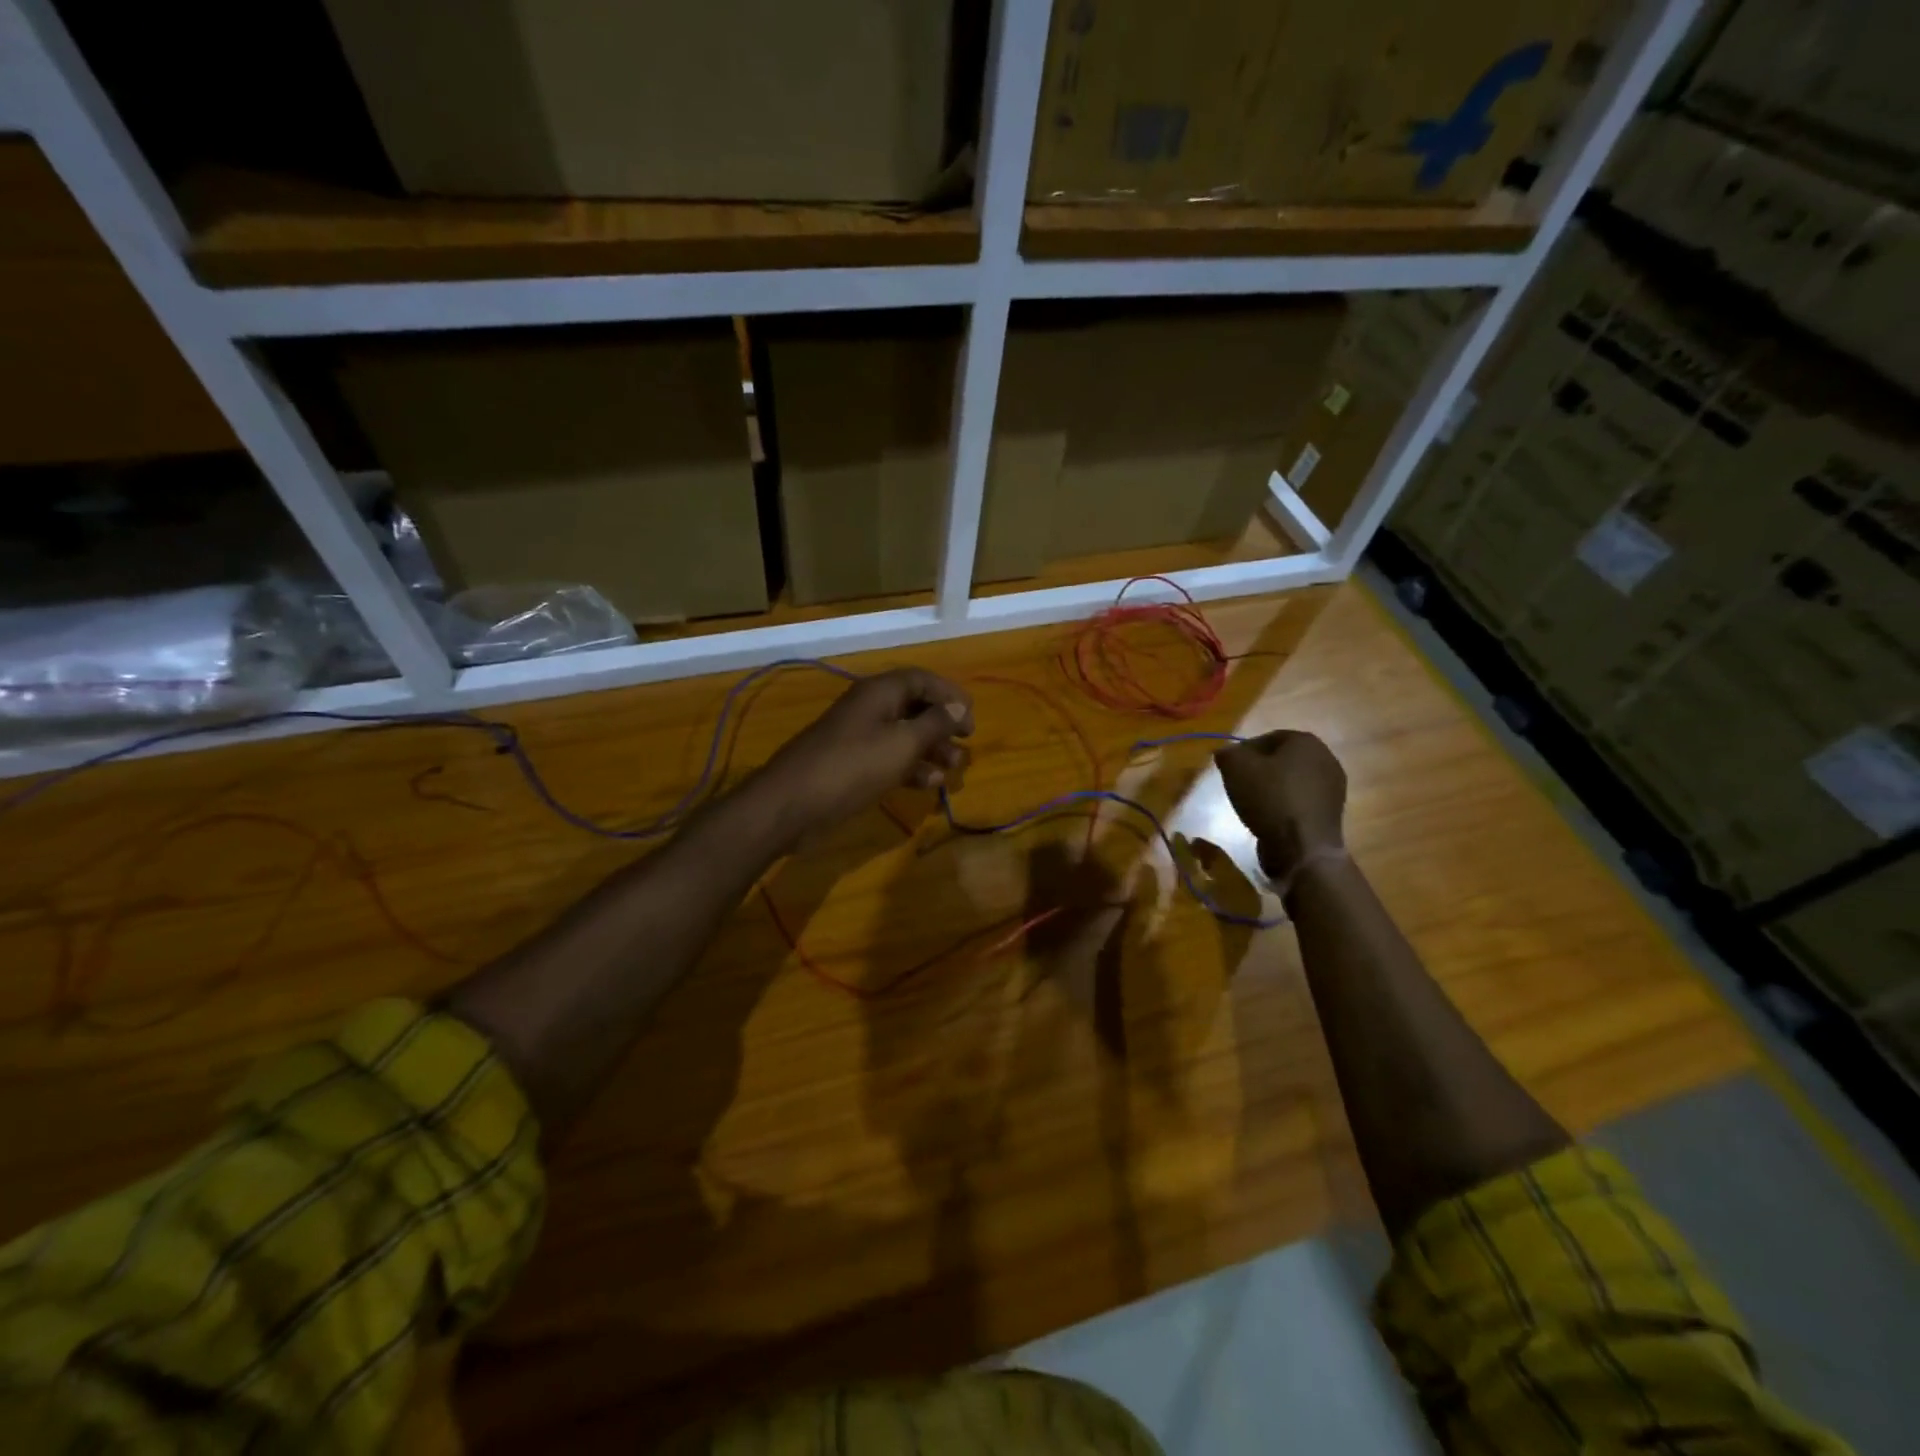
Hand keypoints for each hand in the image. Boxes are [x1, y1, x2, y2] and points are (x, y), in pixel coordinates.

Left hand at [762, 669, 972, 840]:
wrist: (792, 804)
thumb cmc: (852, 767)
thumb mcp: (901, 744)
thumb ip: (934, 725)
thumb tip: (958, 707)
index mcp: (879, 692)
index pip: (922, 679)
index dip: (949, 694)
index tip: (970, 718)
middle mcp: (869, 708)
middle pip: (914, 706)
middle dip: (942, 725)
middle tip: (965, 744)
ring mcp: (859, 738)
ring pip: (904, 735)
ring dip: (931, 749)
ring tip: (953, 769)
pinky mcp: (852, 765)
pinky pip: (889, 758)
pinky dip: (911, 768)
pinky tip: (928, 784)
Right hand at [1214, 730, 1345, 881]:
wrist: (1302, 847)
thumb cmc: (1269, 798)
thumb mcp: (1235, 768)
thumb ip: (1227, 753)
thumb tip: (1226, 753)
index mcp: (1306, 741)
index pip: (1268, 738)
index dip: (1245, 751)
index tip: (1230, 768)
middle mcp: (1326, 758)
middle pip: (1282, 759)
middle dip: (1260, 769)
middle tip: (1239, 784)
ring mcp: (1333, 786)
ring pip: (1292, 780)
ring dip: (1272, 788)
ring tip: (1253, 803)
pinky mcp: (1332, 811)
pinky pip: (1301, 800)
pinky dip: (1285, 804)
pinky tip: (1271, 818)